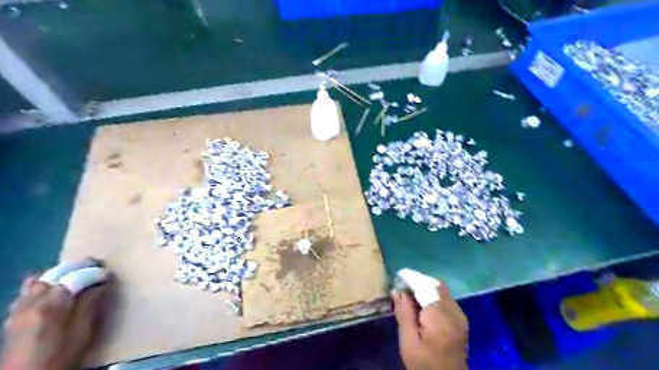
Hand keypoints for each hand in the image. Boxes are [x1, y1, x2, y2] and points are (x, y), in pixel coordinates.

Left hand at [1, 263, 109, 368]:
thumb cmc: (62, 356)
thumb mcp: (83, 332)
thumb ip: (89, 304)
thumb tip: (100, 284)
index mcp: (52, 306)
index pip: (75, 277)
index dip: (94, 273)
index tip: (108, 275)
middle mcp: (32, 302)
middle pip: (55, 273)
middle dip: (77, 267)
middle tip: (96, 266)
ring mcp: (19, 309)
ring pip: (38, 279)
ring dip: (59, 273)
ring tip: (76, 275)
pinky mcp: (13, 316)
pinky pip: (26, 290)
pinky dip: (42, 283)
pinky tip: (53, 290)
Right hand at [391, 283, 467, 369]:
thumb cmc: (424, 365)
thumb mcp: (409, 342)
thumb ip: (404, 314)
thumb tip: (397, 290)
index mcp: (440, 317)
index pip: (425, 287)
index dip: (412, 278)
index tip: (398, 275)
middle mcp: (453, 312)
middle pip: (436, 285)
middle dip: (419, 280)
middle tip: (402, 284)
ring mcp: (460, 316)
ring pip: (442, 290)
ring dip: (426, 286)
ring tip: (409, 292)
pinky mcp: (461, 320)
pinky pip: (446, 298)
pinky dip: (433, 294)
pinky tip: (422, 303)